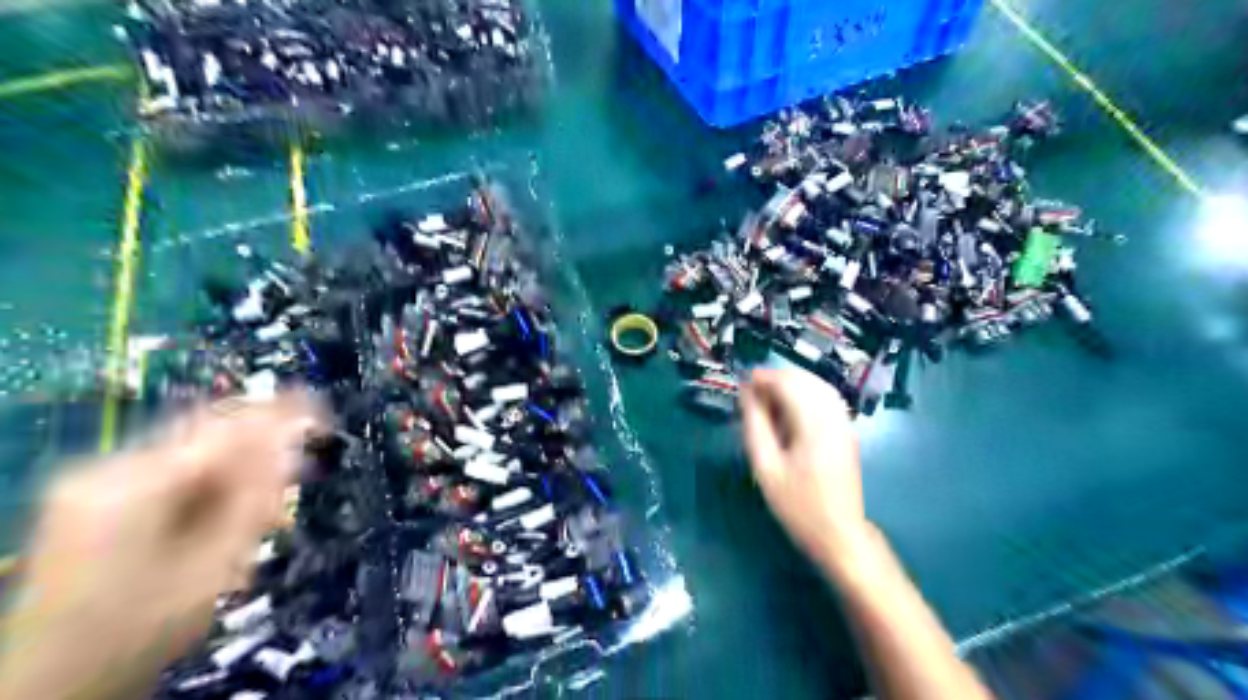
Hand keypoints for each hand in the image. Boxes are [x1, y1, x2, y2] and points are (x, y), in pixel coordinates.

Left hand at [1, 391, 326, 698]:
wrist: (54, 682)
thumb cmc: (144, 626)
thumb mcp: (216, 563)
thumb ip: (256, 497)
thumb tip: (292, 444)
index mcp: (133, 483)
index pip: (223, 429)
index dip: (277, 414)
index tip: (321, 409)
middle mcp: (107, 469)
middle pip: (205, 436)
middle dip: (258, 448)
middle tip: (298, 468)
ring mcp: (95, 482)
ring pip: (192, 454)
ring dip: (237, 471)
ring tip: (268, 508)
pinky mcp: (95, 499)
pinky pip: (171, 473)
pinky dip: (209, 486)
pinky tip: (228, 514)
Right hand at [734, 368, 868, 577]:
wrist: (838, 534)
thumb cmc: (797, 505)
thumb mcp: (766, 468)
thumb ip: (755, 426)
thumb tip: (746, 394)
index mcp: (813, 425)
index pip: (789, 384)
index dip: (764, 377)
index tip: (742, 383)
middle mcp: (833, 417)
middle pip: (805, 380)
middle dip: (777, 378)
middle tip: (751, 392)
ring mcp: (844, 423)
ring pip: (818, 386)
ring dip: (791, 384)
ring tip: (767, 398)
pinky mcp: (847, 432)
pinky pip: (826, 399)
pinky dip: (806, 394)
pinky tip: (790, 409)